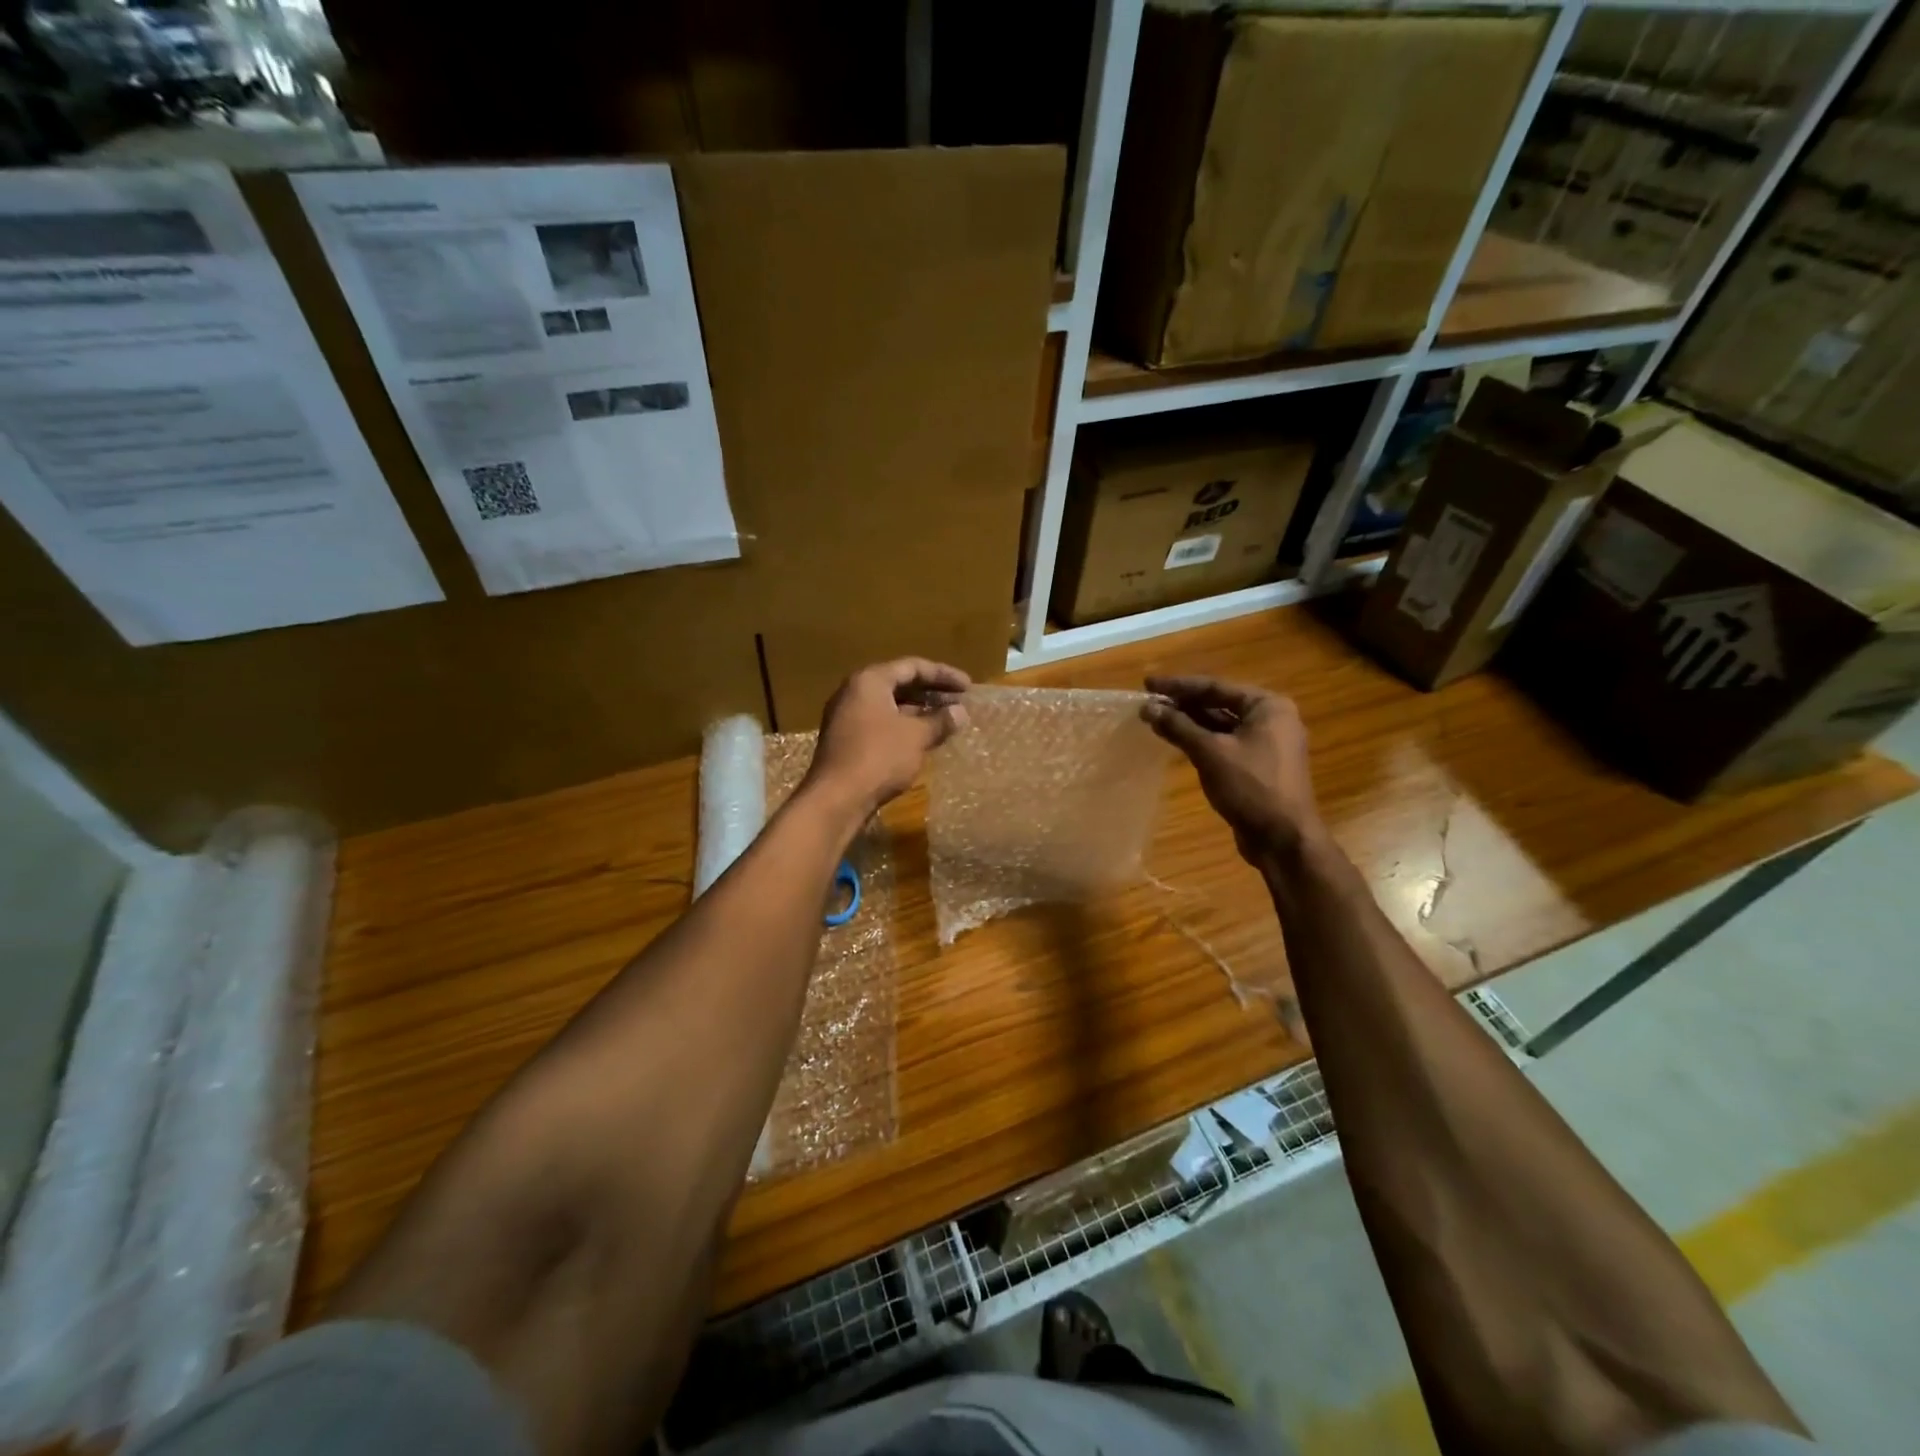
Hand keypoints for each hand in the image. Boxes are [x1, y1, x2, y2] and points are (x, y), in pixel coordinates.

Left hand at [805, 658, 970, 816]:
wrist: (837, 799)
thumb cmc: (879, 757)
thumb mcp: (916, 736)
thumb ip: (940, 721)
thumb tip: (960, 712)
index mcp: (870, 681)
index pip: (912, 667)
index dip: (943, 675)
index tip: (968, 687)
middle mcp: (854, 692)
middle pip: (899, 684)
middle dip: (931, 693)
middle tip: (959, 702)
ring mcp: (847, 718)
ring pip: (890, 706)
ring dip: (919, 712)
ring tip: (946, 721)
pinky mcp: (847, 741)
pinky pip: (881, 724)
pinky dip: (904, 727)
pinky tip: (923, 740)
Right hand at [1142, 676, 1320, 865]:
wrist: (1283, 839)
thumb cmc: (1252, 787)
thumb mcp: (1210, 753)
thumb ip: (1178, 727)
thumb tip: (1147, 707)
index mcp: (1268, 706)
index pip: (1215, 686)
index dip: (1179, 686)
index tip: (1148, 683)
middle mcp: (1271, 719)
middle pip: (1218, 703)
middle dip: (1182, 704)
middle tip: (1148, 701)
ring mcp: (1266, 744)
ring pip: (1220, 725)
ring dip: (1189, 723)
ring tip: (1155, 718)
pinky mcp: (1257, 766)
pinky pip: (1224, 744)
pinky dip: (1201, 740)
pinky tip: (1176, 740)